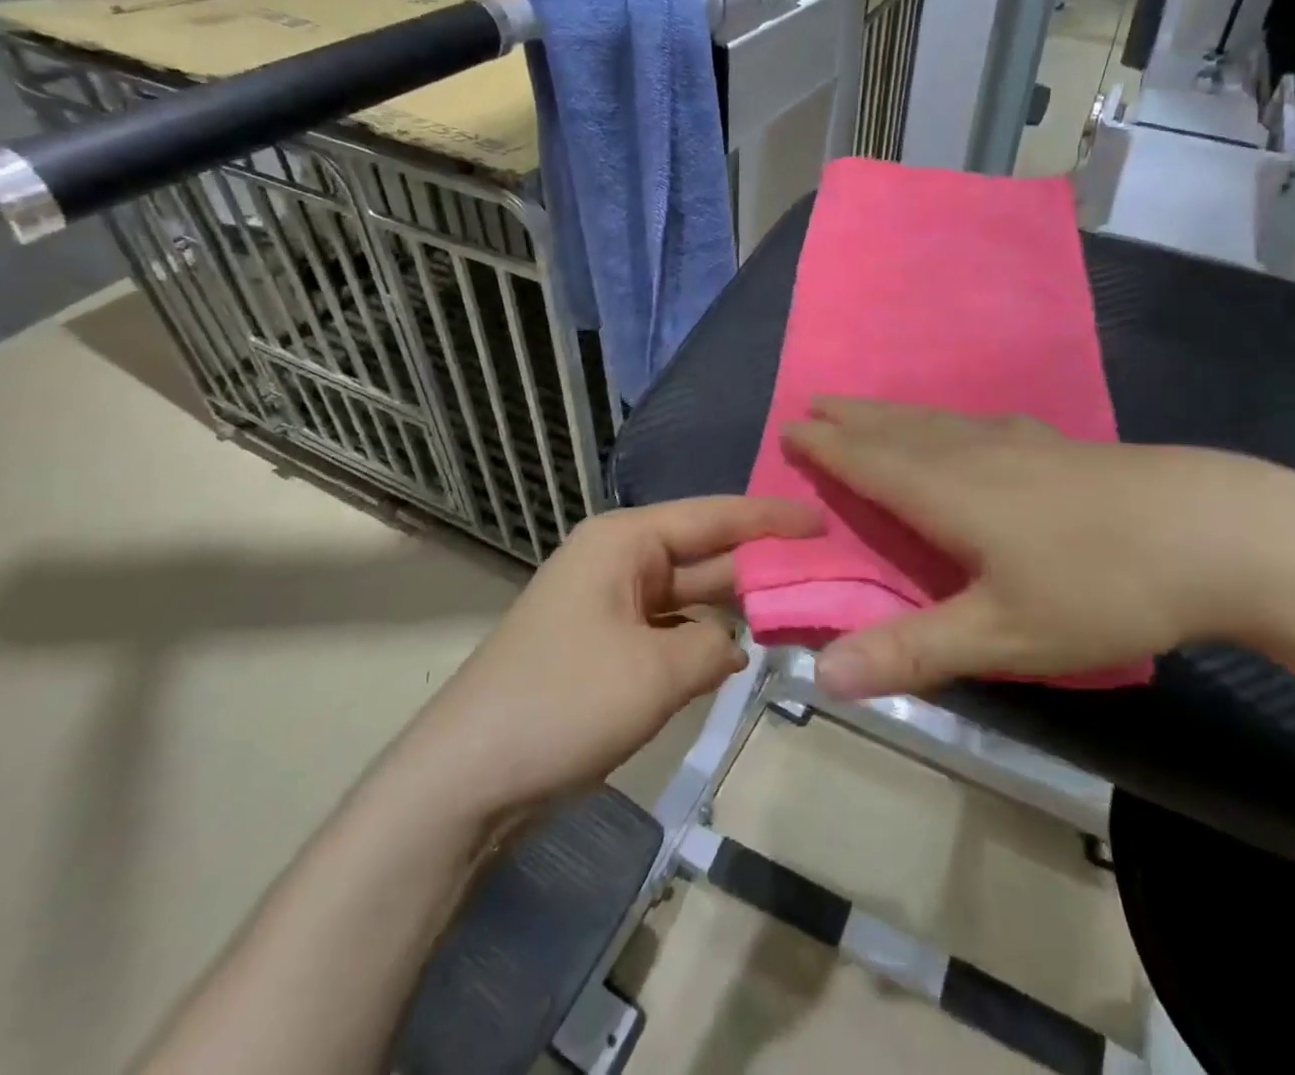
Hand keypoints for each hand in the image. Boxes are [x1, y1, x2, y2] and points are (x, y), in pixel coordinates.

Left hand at [405, 496, 820, 812]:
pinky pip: (670, 629)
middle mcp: (619, 560)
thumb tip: (732, 644)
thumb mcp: (658, 672)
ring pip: (690, 595)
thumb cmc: (563, 703)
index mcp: (625, 541)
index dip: (772, 518)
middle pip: (706, 552)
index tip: (824, 519)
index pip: (715, 515)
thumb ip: (715, 645)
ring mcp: (610, 605)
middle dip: (762, 564)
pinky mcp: (605, 647)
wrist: (464, 780)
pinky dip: (704, 639)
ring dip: (736, 607)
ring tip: (802, 609)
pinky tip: (743, 652)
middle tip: (830, 571)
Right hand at [782, 397, 1294, 699]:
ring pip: (937, 420)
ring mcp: (1022, 441)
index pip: (868, 461)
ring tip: (867, 408)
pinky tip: (963, 425)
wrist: (1222, 533)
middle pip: (897, 428)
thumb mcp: (1005, 636)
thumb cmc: (1102, 585)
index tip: (790, 427)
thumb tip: (823, 676)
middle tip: (815, 402)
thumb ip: (913, 652)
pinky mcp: (1059, 445)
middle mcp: (975, 453)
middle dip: (852, 418)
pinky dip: (942, 419)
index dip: (827, 447)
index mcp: (949, 491)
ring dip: (893, 413)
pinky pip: (974, 422)